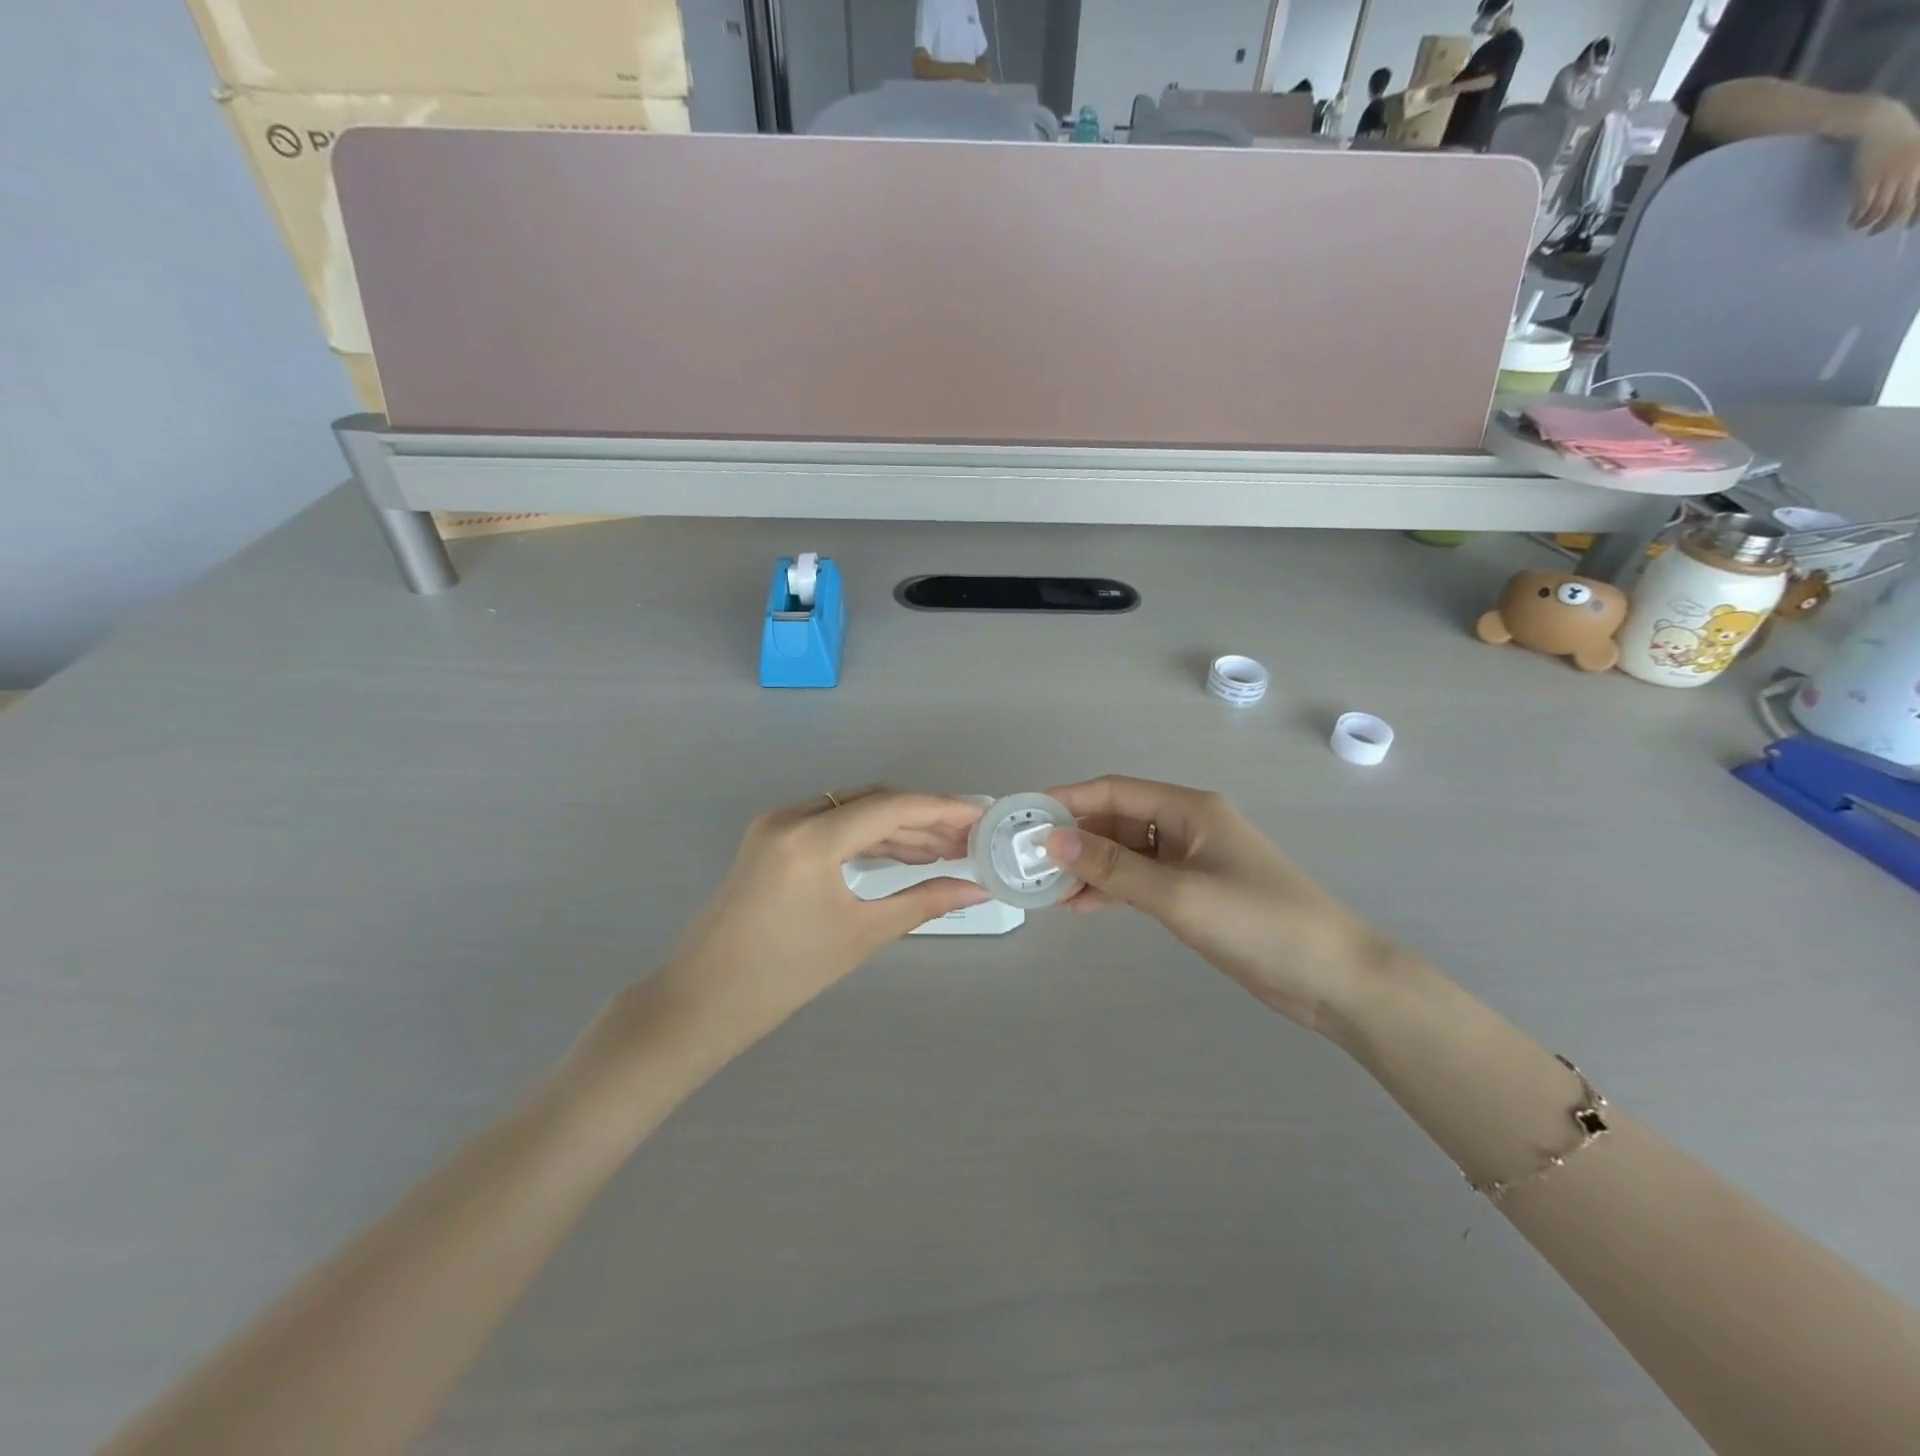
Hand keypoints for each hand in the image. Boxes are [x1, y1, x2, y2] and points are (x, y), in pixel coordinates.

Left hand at [646, 789, 986, 1050]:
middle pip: (872, 802)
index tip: (981, 815)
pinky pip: (830, 825)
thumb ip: (923, 901)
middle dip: (923, 818)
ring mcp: (776, 824)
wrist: (704, 1000)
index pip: (891, 807)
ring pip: (851, 811)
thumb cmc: (785, 974)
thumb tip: (978, 889)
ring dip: (897, 828)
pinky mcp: (770, 839)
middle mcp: (792, 816)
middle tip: (967, 838)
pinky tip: (899, 854)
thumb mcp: (861, 934)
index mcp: (811, 837)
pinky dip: (866, 837)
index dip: (942, 809)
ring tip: (943, 850)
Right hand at [1045, 776, 1387, 1033]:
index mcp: (1188, 809)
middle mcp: (1186, 826)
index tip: (1023, 817)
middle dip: (1074, 839)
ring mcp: (1192, 860)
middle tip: (1029, 864)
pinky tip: (1084, 906)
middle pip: (1117, 821)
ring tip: (1050, 892)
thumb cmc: (1258, 922)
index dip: (1067, 800)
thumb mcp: (1178, 894)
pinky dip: (1113, 889)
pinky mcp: (1195, 892)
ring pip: (1126, 853)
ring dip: (1090, 868)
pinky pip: (1141, 880)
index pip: (1113, 792)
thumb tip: (1051, 840)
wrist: (1333, 977)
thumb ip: (1113, 868)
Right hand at [1849, 97, 1919, 230]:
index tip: (1909, 225)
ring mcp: (1889, 176)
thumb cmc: (1898, 135)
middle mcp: (1913, 171)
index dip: (1917, 213)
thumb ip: (1915, 170)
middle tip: (1878, 232)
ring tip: (1861, 227)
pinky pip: (1864, 206)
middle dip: (1891, 223)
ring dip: (1871, 223)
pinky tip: (1852, 220)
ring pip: (1882, 209)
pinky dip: (1857, 217)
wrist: (1878, 123)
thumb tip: (1910, 194)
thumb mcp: (1917, 150)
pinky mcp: (1867, 181)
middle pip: (1904, 205)